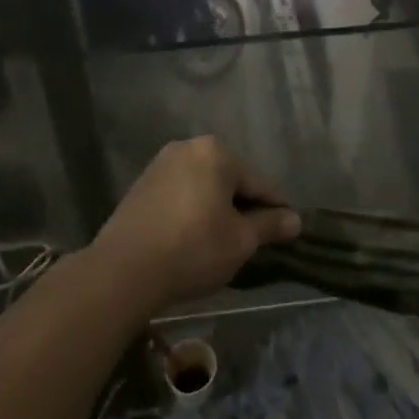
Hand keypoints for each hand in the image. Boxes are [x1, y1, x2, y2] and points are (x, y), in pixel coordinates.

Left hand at [89, 137, 299, 311]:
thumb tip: (295, 219)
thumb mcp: (240, 241)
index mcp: (216, 153)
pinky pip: (179, 196)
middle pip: (229, 181)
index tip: (287, 232)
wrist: (123, 270)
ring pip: (202, 188)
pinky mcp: (140, 186)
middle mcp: (187, 148)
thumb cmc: (193, 249)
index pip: (258, 184)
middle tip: (251, 242)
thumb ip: (270, 225)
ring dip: (215, 210)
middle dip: (242, 208)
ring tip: (221, 244)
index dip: (276, 210)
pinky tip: (191, 240)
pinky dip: (191, 213)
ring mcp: (160, 165)